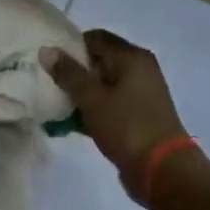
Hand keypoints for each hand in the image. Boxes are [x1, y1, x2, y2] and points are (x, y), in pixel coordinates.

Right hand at [42, 31, 189, 196]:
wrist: (163, 171)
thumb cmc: (127, 127)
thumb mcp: (92, 98)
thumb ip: (68, 73)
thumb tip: (46, 49)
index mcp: (132, 57)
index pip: (95, 38)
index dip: (70, 46)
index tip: (48, 61)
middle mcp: (139, 70)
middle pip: (99, 61)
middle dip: (72, 72)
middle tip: (46, 83)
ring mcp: (140, 94)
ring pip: (102, 86)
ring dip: (80, 94)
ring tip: (53, 104)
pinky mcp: (137, 116)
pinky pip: (109, 105)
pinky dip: (92, 110)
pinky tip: (69, 123)